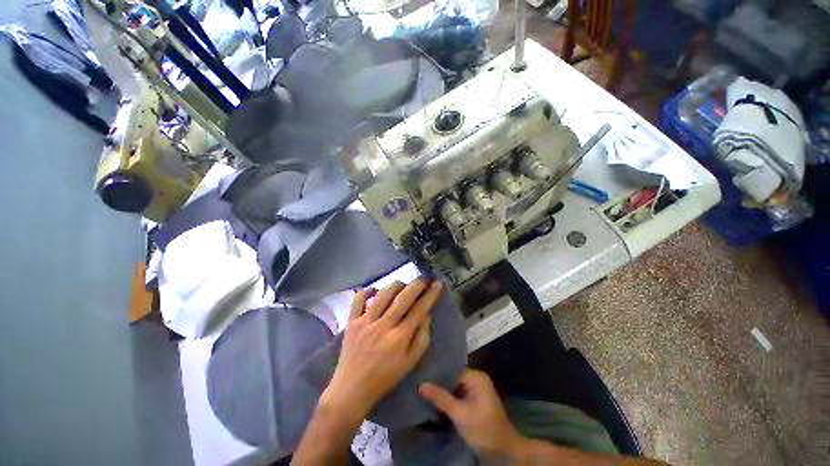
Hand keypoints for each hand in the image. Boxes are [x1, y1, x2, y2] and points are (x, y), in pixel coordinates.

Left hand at [322, 279, 442, 421]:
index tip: (437, 283)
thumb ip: (421, 338)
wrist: (351, 389)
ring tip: (403, 284)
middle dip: (416, 284)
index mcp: (399, 337)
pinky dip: (367, 291)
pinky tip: (376, 290)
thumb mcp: (410, 363)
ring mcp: (366, 322)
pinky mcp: (352, 321)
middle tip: (424, 277)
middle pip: (403, 298)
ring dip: (396, 285)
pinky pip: (358, 300)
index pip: (419, 309)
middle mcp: (383, 326)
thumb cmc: (384, 378)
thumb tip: (426, 315)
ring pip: (383, 294)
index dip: (430, 294)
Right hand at [420, 369, 523, 456]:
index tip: (421, 376)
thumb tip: (421, 385)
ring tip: (424, 390)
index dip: (437, 374)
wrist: (503, 451)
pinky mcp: (474, 400)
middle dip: (438, 383)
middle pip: (453, 377)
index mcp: (476, 377)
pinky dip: (448, 398)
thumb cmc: (483, 430)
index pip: (452, 370)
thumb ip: (441, 398)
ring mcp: (476, 389)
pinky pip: (458, 394)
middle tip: (420, 383)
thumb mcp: (460, 414)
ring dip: (442, 391)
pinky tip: (435, 400)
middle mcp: (476, 378)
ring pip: (454, 386)